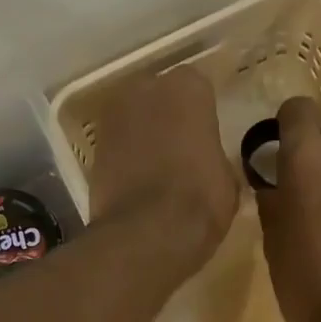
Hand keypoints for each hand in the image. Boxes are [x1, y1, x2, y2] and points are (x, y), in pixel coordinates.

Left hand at [86, 66, 238, 271]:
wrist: (147, 233)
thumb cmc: (200, 199)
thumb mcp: (227, 180)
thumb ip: (216, 159)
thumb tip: (210, 166)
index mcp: (187, 88)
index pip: (198, 89)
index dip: (202, 115)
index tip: (206, 137)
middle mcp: (145, 89)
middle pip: (159, 96)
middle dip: (168, 117)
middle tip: (181, 149)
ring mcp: (113, 117)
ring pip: (134, 119)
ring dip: (143, 136)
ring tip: (157, 168)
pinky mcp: (93, 149)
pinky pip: (117, 146)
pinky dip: (125, 159)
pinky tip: (137, 184)